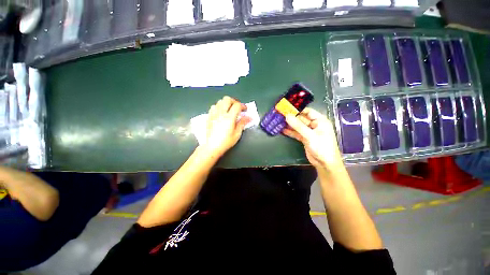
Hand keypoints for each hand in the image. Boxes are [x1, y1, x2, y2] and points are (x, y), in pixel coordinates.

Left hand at [202, 96, 250, 156]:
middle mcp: (221, 113)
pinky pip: (213, 106)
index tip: (245, 109)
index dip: (243, 105)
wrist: (212, 146)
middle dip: (234, 101)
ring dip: (226, 103)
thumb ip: (242, 123)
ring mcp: (214, 114)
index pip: (237, 105)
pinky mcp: (209, 117)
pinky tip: (221, 112)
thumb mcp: (237, 134)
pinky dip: (219, 107)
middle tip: (237, 107)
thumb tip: (249, 117)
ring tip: (229, 109)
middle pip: (227, 99)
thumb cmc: (226, 142)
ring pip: (219, 101)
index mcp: (229, 118)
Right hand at [283, 108, 342, 169]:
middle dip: (292, 117)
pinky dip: (290, 132)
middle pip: (302, 119)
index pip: (308, 111)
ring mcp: (309, 132)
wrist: (325, 163)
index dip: (298, 109)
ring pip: (298, 126)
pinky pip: (297, 133)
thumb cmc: (322, 147)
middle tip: (280, 115)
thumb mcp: (310, 135)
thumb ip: (298, 126)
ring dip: (290, 125)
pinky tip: (282, 130)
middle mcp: (314, 125)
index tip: (287, 108)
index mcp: (320, 121)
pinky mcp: (305, 138)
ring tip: (279, 122)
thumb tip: (287, 116)